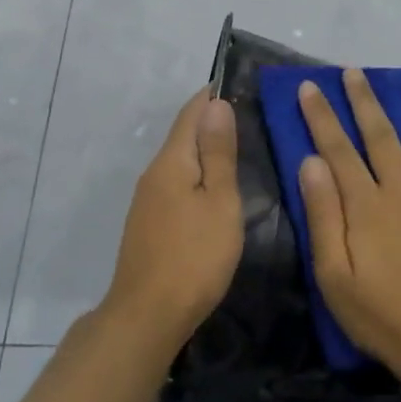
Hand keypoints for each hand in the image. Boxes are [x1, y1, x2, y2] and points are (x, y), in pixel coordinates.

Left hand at [104, 89, 242, 355]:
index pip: (191, 112)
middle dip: (213, 122)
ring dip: (206, 151)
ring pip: (180, 162)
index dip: (214, 96)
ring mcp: (147, 200)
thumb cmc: (194, 256)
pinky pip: (176, 184)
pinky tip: (216, 190)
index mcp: (171, 161)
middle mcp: (154, 173)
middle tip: (253, 118)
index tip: (242, 86)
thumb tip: (216, 104)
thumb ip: (219, 153)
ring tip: (241, 151)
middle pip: (184, 135)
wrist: (148, 315)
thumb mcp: (220, 202)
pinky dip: (198, 176)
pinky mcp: (148, 223)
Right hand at [296, 69, 400, 380]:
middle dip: (365, 100)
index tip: (311, 87)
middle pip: (382, 136)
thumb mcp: (333, 275)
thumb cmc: (378, 314)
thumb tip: (312, 162)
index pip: (339, 149)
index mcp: (367, 206)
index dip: (322, 116)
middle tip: (354, 72)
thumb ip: (324, 216)